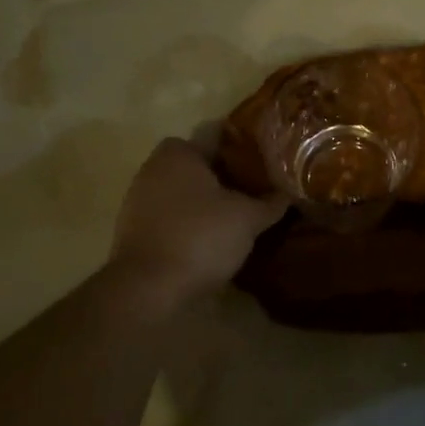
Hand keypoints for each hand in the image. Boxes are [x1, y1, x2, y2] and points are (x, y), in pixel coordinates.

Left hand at [109, 137, 286, 294]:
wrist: (147, 290)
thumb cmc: (200, 237)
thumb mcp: (248, 218)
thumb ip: (270, 203)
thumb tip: (290, 192)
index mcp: (179, 153)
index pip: (216, 135)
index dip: (242, 146)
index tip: (264, 159)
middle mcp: (154, 169)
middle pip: (198, 164)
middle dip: (224, 175)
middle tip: (255, 189)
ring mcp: (139, 201)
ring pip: (183, 191)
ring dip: (206, 201)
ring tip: (238, 216)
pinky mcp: (134, 232)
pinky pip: (170, 217)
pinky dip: (189, 223)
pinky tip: (212, 239)